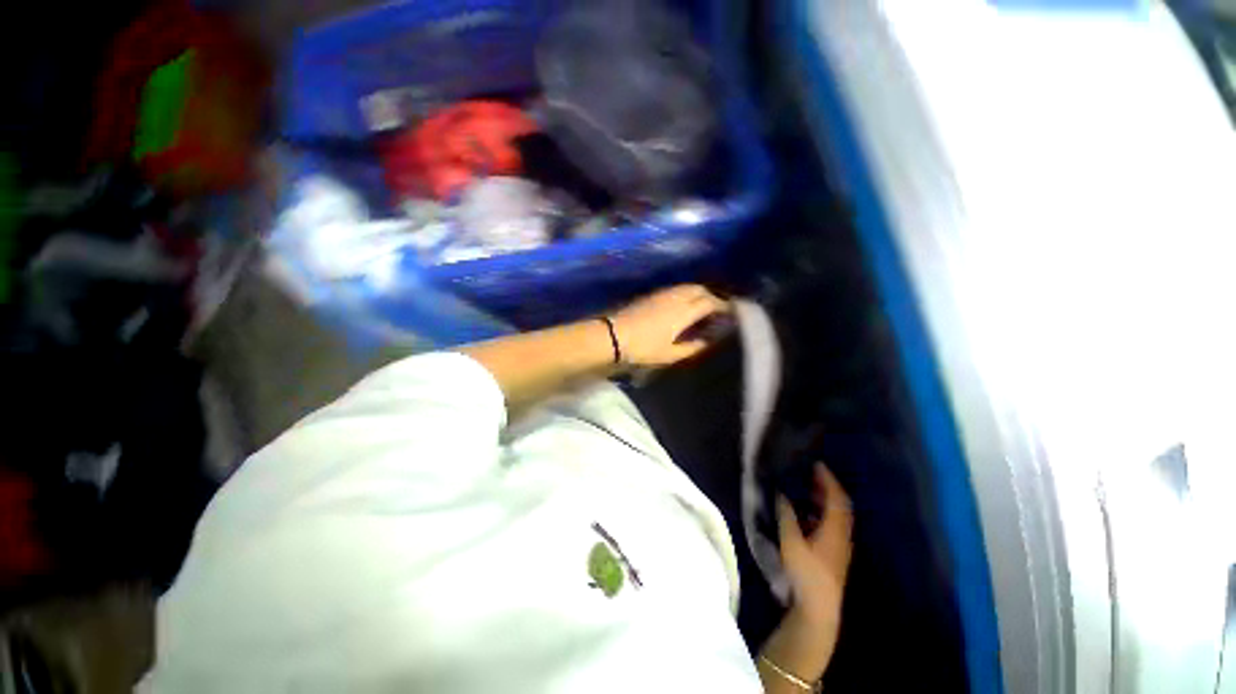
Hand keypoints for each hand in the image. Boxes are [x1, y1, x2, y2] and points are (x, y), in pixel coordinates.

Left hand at [608, 285, 728, 367]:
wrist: (613, 335)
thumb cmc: (643, 348)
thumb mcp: (670, 354)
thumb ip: (692, 347)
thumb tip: (707, 342)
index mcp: (683, 312)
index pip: (709, 303)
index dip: (722, 306)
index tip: (730, 313)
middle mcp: (675, 297)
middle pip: (700, 289)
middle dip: (712, 296)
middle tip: (716, 310)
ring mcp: (662, 293)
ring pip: (686, 287)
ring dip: (698, 293)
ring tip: (701, 307)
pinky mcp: (651, 294)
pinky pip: (675, 289)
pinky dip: (685, 293)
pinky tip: (682, 305)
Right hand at [761, 464, 852, 684]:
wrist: (819, 608)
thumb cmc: (806, 572)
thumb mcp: (791, 541)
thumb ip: (787, 515)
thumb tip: (782, 494)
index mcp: (834, 529)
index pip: (836, 498)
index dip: (828, 480)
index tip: (817, 464)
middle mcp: (842, 536)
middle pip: (840, 507)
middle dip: (828, 488)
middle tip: (812, 474)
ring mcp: (840, 547)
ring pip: (837, 517)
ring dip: (825, 501)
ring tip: (808, 491)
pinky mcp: (835, 556)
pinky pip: (832, 527)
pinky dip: (822, 514)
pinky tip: (807, 516)